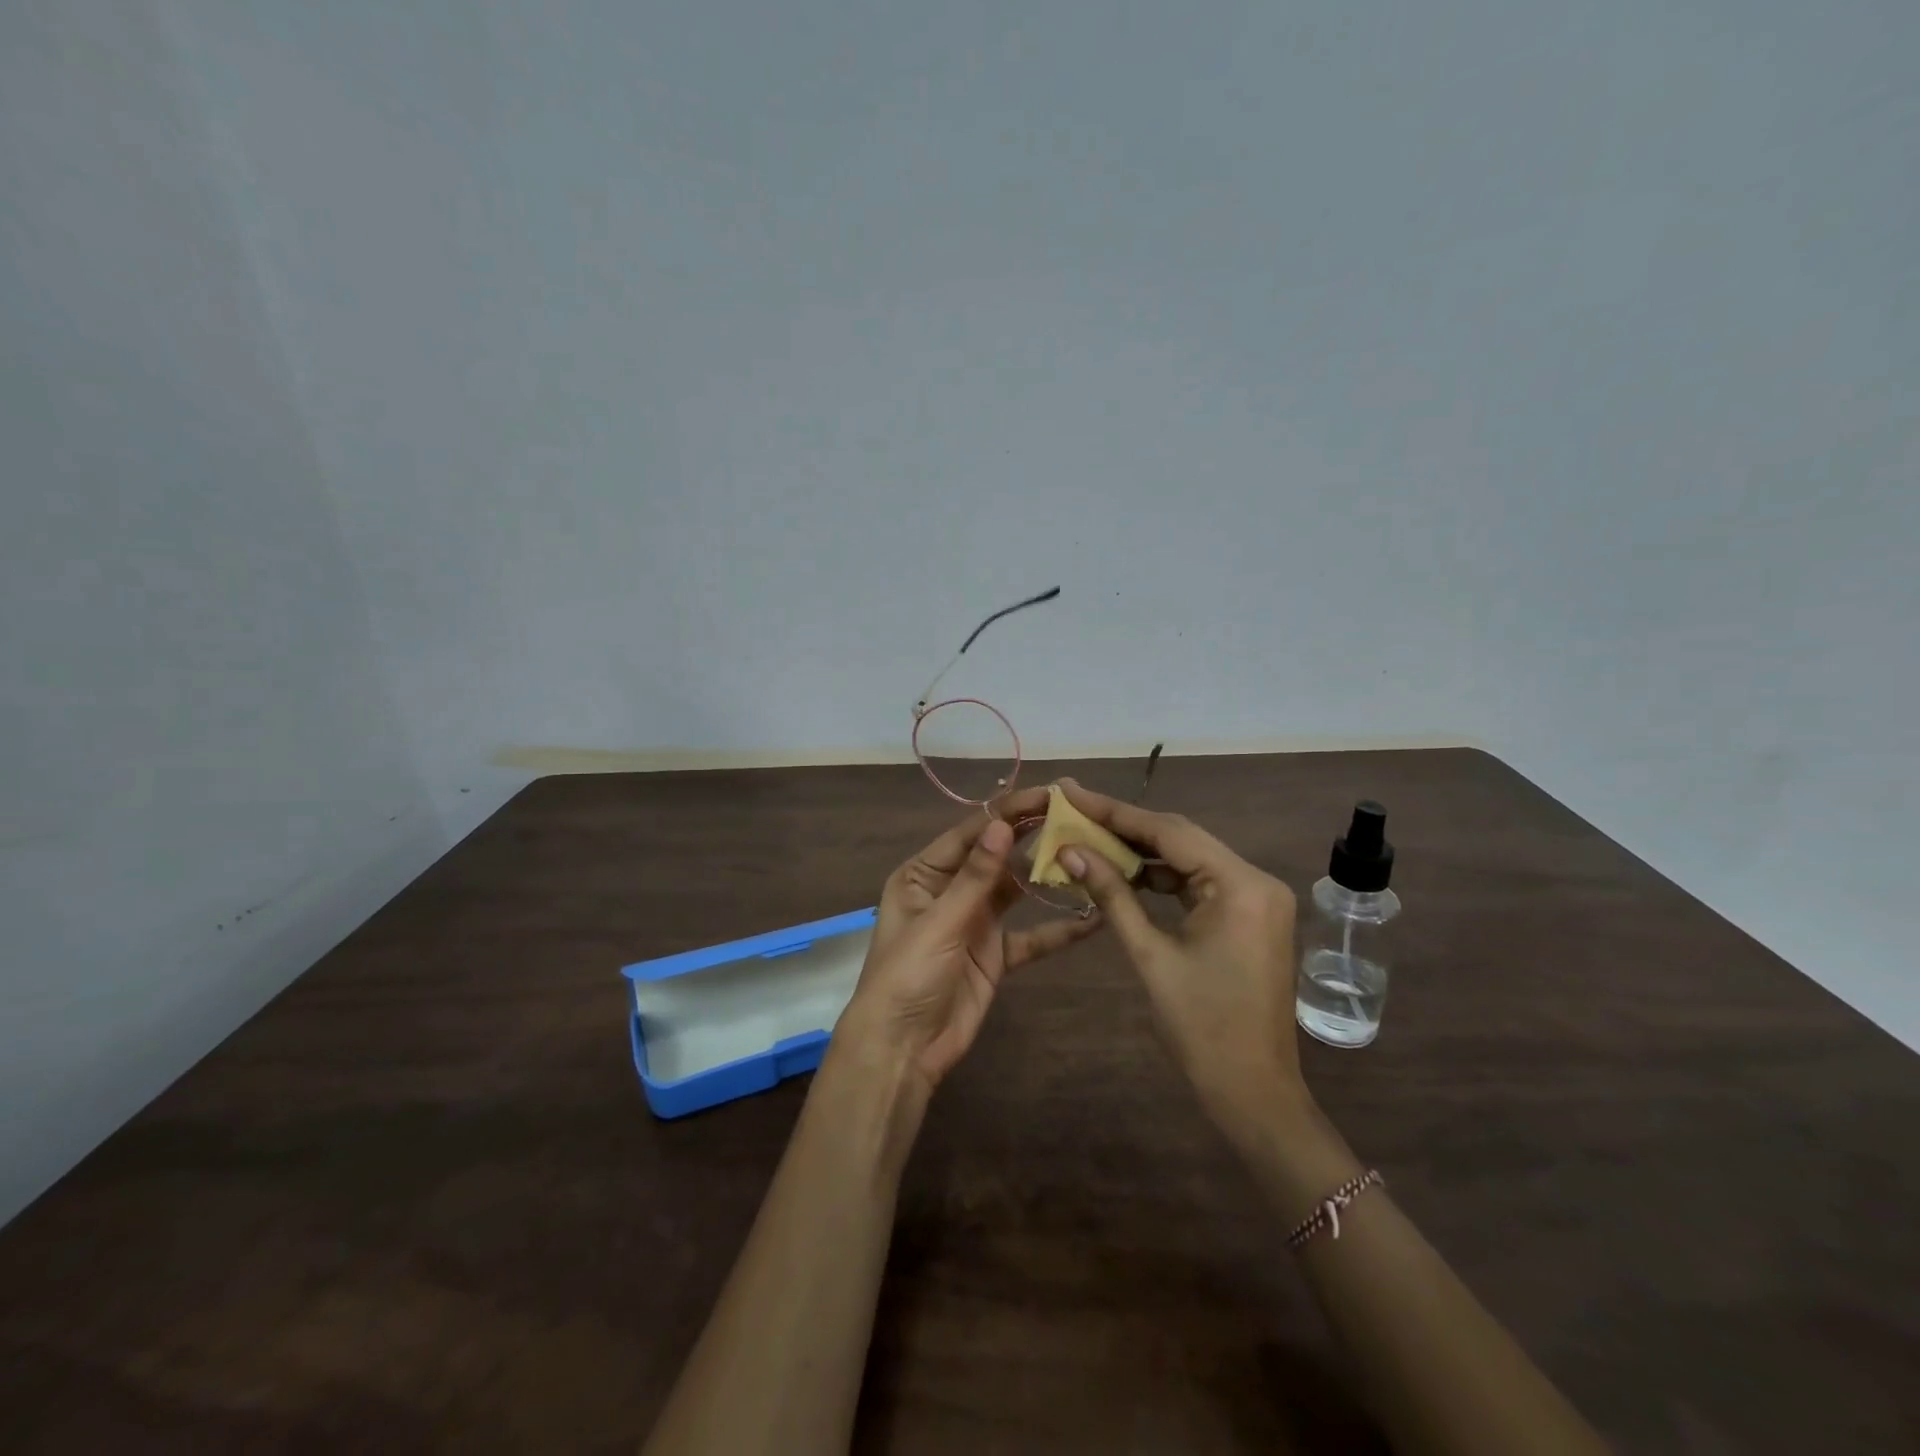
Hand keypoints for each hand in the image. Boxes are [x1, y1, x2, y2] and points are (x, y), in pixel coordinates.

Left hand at [834, 788, 1102, 1099]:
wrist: (902, 1051)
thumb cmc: (907, 976)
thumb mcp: (939, 922)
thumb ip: (975, 877)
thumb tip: (1003, 824)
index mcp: (925, 874)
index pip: (971, 833)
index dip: (1008, 813)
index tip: (1048, 795)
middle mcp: (951, 890)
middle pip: (997, 856)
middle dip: (1033, 837)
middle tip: (1078, 817)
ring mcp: (976, 922)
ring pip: (1018, 890)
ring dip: (1049, 876)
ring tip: (1090, 855)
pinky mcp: (996, 954)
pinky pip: (1032, 936)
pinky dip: (1059, 928)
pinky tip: (1093, 918)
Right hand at [1053, 778, 1308, 1143]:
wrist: (1252, 1090)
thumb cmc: (1201, 1027)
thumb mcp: (1150, 955)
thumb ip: (1111, 895)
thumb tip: (1070, 850)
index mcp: (1240, 885)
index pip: (1168, 832)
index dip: (1114, 811)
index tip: (1072, 791)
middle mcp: (1255, 879)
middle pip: (1180, 838)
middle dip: (1125, 826)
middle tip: (1075, 808)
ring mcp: (1257, 897)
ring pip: (1189, 858)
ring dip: (1141, 851)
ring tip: (1090, 837)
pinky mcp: (1250, 914)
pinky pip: (1199, 882)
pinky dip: (1162, 877)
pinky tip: (1124, 873)